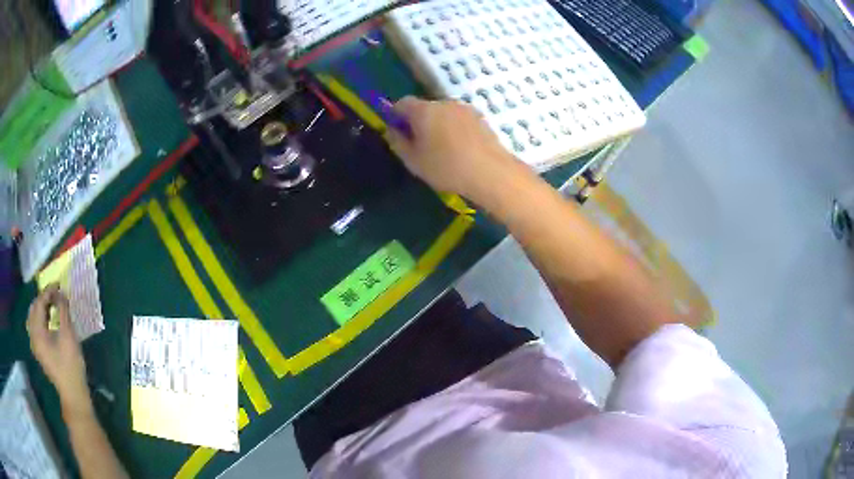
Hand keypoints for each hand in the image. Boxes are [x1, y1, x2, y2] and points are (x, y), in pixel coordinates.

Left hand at [27, 285, 91, 417]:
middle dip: (44, 298)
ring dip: (42, 308)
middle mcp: (32, 335)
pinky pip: (35, 327)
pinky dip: (41, 319)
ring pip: (33, 317)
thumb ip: (63, 312)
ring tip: (53, 306)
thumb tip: (61, 293)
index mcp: (37, 331)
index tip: (59, 285)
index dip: (48, 291)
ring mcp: (35, 344)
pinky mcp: (39, 351)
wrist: (73, 395)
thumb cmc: (71, 366)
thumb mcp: (68, 336)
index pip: (39, 302)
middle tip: (56, 295)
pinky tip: (49, 321)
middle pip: (34, 308)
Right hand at [386, 97, 526, 203]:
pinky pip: (459, 120)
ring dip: (439, 126)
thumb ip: (398, 142)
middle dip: (419, 121)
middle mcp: (444, 103)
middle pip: (424, 107)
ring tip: (443, 151)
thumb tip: (392, 129)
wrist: (491, 172)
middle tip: (420, 146)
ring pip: (444, 114)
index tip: (398, 132)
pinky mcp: (481, 118)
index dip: (396, 115)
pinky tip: (461, 150)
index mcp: (424, 110)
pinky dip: (455, 130)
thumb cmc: (446, 167)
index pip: (402, 103)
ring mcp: (465, 109)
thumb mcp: (413, 161)